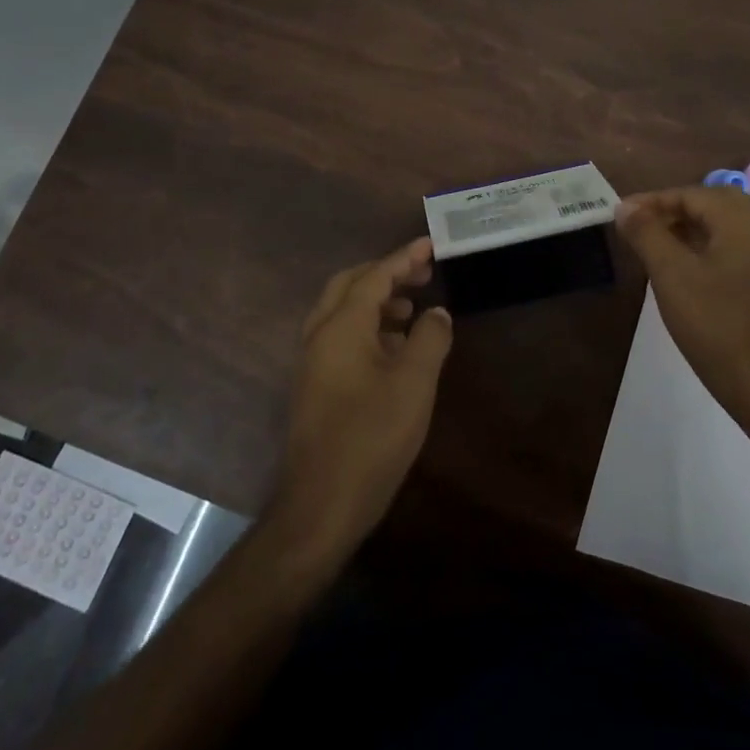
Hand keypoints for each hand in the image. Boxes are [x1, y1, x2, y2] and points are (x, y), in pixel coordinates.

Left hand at [269, 237, 453, 555]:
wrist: (322, 504)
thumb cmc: (372, 437)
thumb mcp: (414, 384)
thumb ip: (430, 339)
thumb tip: (436, 312)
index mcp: (340, 327)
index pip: (374, 277)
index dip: (403, 258)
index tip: (430, 245)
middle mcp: (319, 335)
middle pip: (350, 285)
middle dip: (386, 273)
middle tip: (422, 273)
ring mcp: (312, 362)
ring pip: (342, 311)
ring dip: (376, 300)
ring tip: (412, 308)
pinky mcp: (315, 385)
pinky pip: (340, 336)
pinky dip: (367, 326)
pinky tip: (394, 347)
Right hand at [615, 187, 749, 433]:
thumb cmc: (717, 326)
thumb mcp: (671, 276)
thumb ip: (647, 234)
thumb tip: (626, 207)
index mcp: (742, 224)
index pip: (693, 194)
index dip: (654, 200)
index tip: (622, 214)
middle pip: (714, 204)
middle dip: (674, 209)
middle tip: (641, 226)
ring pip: (724, 229)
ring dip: (688, 229)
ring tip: (654, 248)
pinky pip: (733, 251)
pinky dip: (704, 249)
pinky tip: (683, 275)